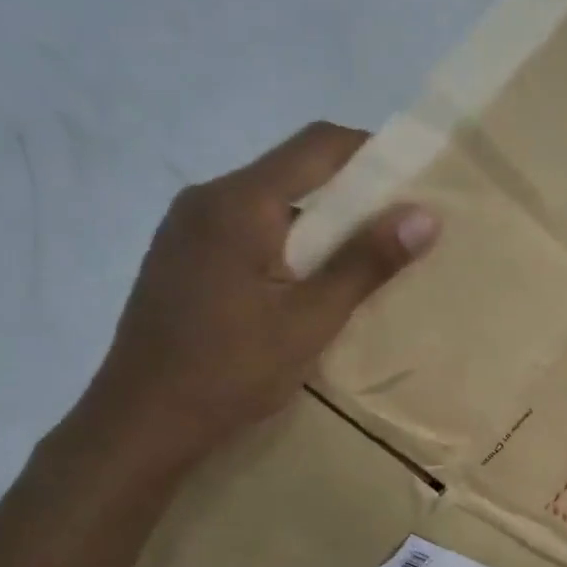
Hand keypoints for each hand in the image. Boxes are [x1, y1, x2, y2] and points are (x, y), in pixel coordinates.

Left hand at [73, 122, 437, 469]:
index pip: (318, 145)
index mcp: (240, 202)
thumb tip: (425, 215)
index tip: (413, 183)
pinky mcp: (180, 256)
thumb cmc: (231, 370)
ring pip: (268, 203)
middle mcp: (207, 198)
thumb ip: (365, 263)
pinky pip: (245, 229)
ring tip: (356, 263)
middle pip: (292, 171)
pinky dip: (285, 242)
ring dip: (317, 222)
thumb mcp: (310, 320)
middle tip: (395, 231)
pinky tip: (301, 285)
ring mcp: (186, 227)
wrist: (141, 421)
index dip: (372, 153)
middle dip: (349, 194)